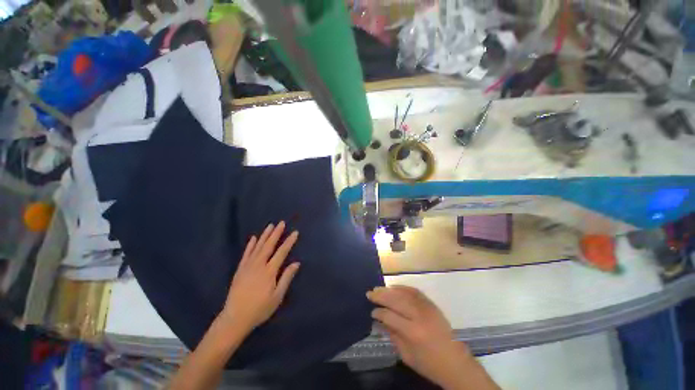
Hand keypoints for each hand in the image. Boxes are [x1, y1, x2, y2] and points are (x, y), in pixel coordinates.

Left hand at [220, 221, 299, 333]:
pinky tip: (254, 238)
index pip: (282, 252)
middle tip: (281, 223)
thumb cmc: (260, 309)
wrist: (235, 318)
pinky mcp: (240, 269)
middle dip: (276, 233)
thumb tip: (296, 263)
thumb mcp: (277, 296)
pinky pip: (246, 254)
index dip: (289, 242)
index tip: (295, 232)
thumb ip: (286, 278)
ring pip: (258, 247)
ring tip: (270, 226)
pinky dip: (250, 245)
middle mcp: (258, 265)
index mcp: (269, 271)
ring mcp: (248, 266)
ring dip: (265, 235)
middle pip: (269, 245)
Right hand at [367, 286, 473, 388]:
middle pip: (396, 300)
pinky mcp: (432, 304)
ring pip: (404, 293)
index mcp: (413, 332)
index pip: (390, 316)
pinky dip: (403, 288)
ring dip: (389, 290)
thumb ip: (392, 334)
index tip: (372, 311)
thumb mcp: (406, 355)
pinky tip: (394, 287)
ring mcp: (427, 308)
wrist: (456, 363)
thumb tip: (380, 320)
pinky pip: (415, 291)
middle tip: (370, 293)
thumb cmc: (429, 364)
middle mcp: (419, 316)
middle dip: (381, 296)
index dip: (379, 312)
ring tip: (378, 288)